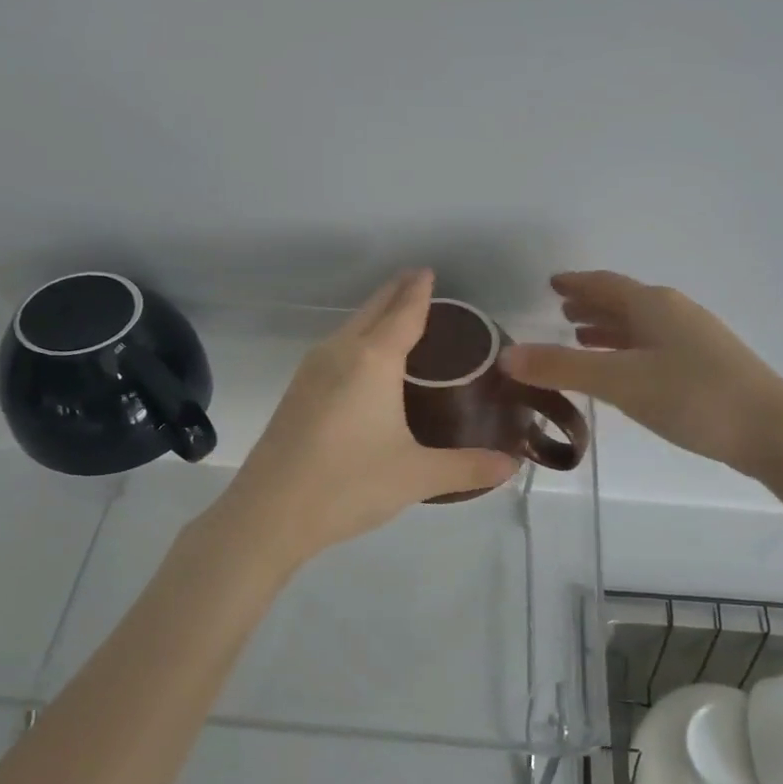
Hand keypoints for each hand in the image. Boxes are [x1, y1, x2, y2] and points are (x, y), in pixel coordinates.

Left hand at [215, 270, 519, 567]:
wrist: (269, 513)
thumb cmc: (349, 485)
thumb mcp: (417, 476)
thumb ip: (468, 467)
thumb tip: (513, 466)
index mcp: (373, 360)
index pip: (404, 313)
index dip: (419, 291)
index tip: (428, 271)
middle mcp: (340, 353)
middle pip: (372, 311)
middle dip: (395, 292)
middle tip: (417, 281)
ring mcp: (311, 371)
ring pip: (348, 328)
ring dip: (372, 316)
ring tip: (395, 317)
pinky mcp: (296, 392)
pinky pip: (334, 350)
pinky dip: (356, 340)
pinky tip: (363, 363)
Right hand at [502, 271, 782, 476]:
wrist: (771, 429)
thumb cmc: (691, 396)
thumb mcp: (619, 382)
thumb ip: (562, 368)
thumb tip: (507, 356)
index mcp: (652, 305)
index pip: (604, 284)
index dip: (575, 283)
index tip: (551, 283)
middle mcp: (674, 312)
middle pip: (624, 301)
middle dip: (591, 306)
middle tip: (562, 312)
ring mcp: (695, 338)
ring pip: (641, 325)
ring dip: (610, 329)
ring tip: (582, 339)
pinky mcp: (707, 365)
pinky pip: (654, 345)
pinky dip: (629, 349)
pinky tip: (625, 371)